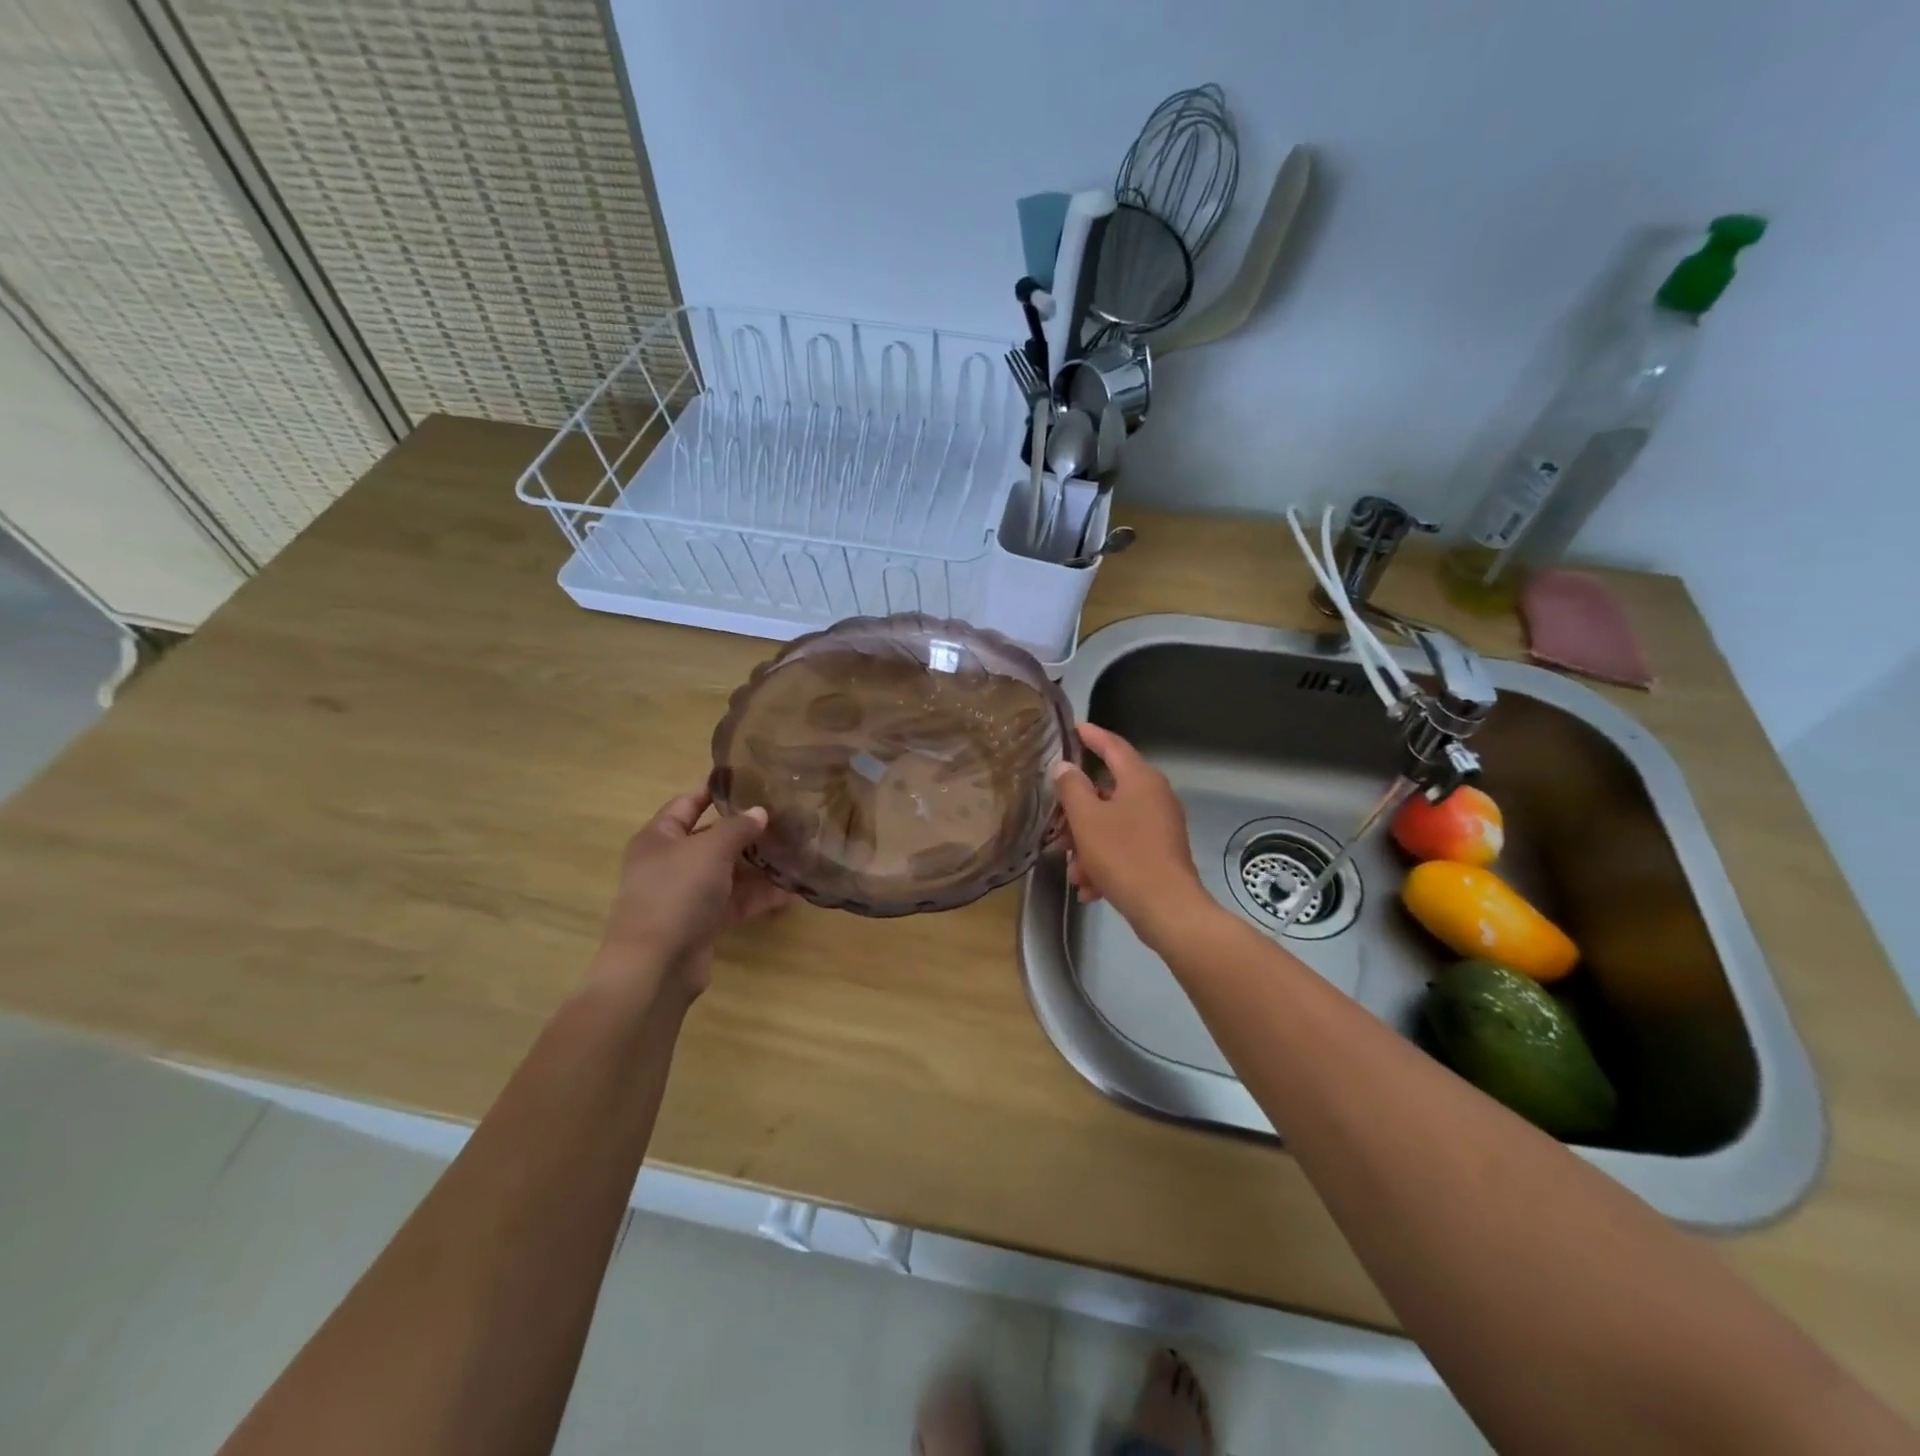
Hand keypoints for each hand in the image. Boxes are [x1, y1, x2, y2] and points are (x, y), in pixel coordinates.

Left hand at [591, 788, 792, 1002]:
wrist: (656, 965)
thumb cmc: (676, 893)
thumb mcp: (710, 850)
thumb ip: (738, 827)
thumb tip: (760, 812)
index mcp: (660, 837)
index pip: (688, 803)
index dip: (716, 790)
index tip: (750, 778)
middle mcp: (670, 863)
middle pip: (714, 839)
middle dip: (749, 831)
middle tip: (787, 819)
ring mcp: (687, 895)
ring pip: (729, 872)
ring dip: (760, 866)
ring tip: (797, 854)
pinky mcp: (703, 923)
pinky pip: (736, 902)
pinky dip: (760, 897)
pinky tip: (791, 893)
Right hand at [1051, 723, 1213, 946]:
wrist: (1166, 909)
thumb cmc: (1124, 855)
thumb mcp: (1087, 819)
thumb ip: (1072, 788)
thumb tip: (1065, 768)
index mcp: (1141, 779)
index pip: (1113, 746)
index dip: (1092, 735)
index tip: (1074, 728)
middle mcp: (1155, 796)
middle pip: (1108, 790)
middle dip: (1078, 811)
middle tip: (1055, 823)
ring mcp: (1160, 825)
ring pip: (1113, 823)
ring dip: (1088, 843)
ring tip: (1073, 869)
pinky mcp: (1161, 852)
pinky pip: (1125, 846)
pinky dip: (1104, 860)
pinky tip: (1090, 887)